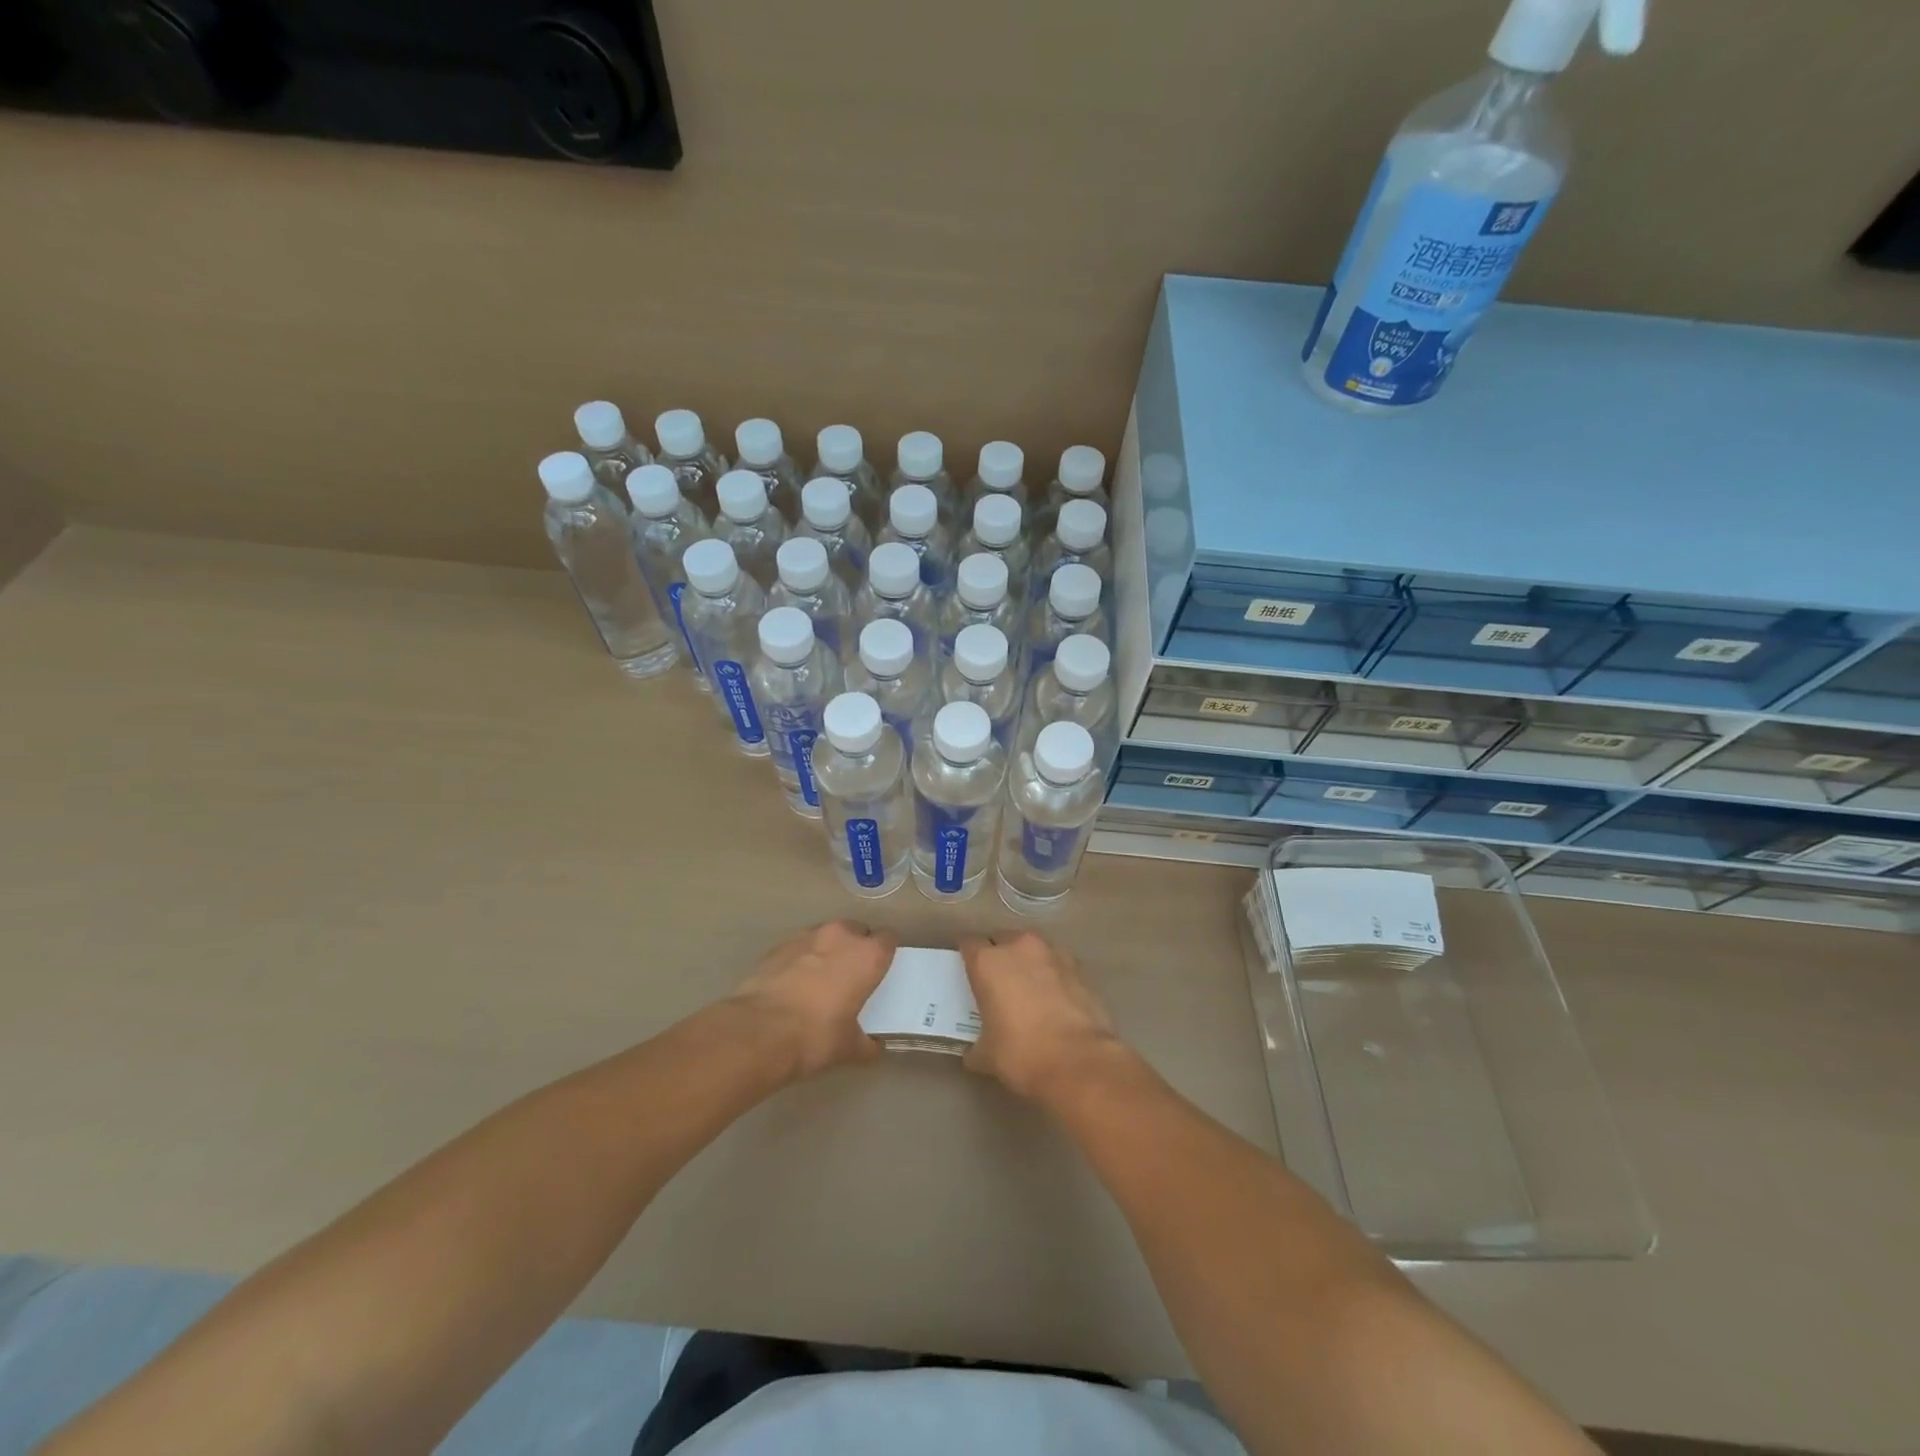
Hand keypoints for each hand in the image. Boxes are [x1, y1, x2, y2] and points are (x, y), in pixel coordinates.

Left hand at [729, 921, 896, 1080]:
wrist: (757, 1033)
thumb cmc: (815, 1037)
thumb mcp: (849, 1049)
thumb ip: (867, 1044)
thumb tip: (873, 1048)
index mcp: (868, 956)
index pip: (888, 939)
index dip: (885, 954)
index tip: (880, 971)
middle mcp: (841, 937)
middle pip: (857, 931)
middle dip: (856, 948)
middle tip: (851, 976)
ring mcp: (807, 937)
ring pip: (826, 935)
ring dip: (828, 950)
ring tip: (820, 979)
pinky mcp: (778, 946)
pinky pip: (799, 946)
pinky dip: (801, 958)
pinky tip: (794, 984)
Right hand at [959, 932, 1125, 1103]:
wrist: (1079, 1062)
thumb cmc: (1022, 1053)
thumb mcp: (987, 1056)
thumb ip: (976, 1046)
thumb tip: (974, 1053)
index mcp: (988, 962)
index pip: (969, 944)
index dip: (967, 957)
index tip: (967, 972)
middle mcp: (1019, 947)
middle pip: (1002, 939)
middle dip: (998, 955)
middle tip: (996, 981)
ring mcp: (1053, 954)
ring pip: (1031, 949)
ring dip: (1027, 962)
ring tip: (1027, 988)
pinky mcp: (1079, 968)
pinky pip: (1056, 964)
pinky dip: (1052, 975)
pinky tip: (1053, 998)